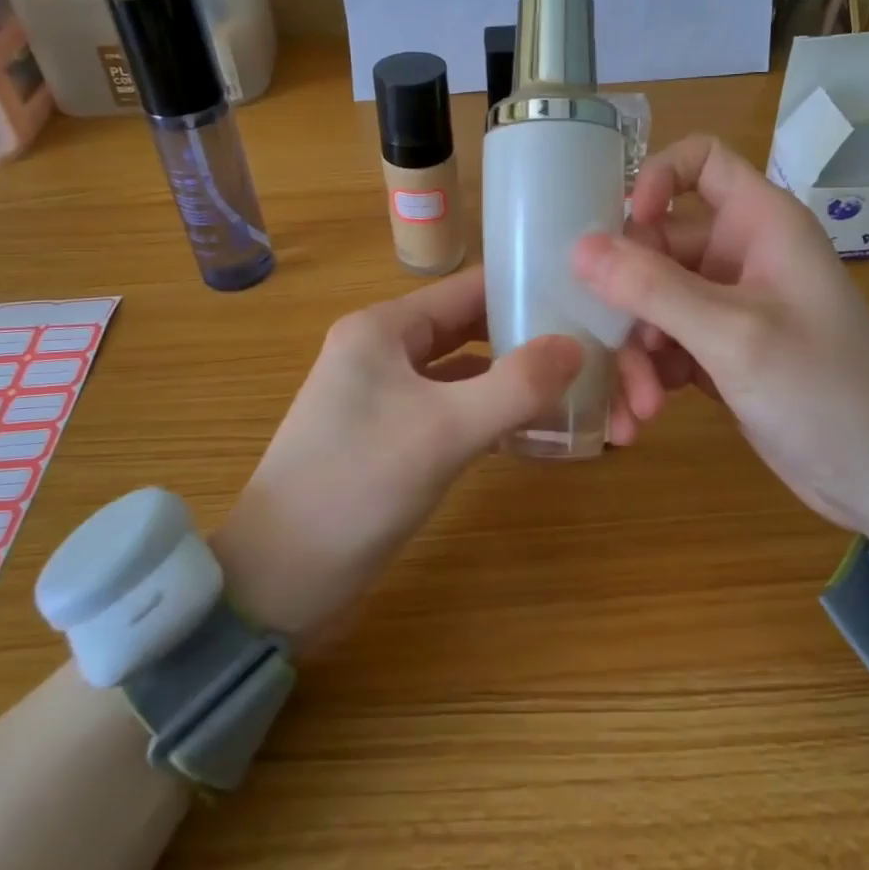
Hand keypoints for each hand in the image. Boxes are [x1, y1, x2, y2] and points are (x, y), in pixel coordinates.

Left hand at [212, 267, 580, 646]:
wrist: (277, 580)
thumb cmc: (356, 486)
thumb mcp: (444, 431)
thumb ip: (516, 386)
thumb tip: (577, 346)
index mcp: (383, 327)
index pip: (468, 289)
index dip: (525, 290)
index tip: (584, 301)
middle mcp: (383, 349)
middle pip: (469, 328)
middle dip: (525, 340)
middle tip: (590, 352)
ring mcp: (385, 394)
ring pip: (463, 373)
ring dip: (511, 382)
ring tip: (574, 390)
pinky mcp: (391, 435)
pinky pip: (452, 409)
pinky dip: (489, 415)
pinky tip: (531, 433)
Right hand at [574, 135, 868, 547]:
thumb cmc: (824, 391)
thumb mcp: (733, 335)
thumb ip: (653, 287)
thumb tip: (579, 247)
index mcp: (760, 223)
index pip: (701, 160)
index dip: (656, 177)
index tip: (627, 224)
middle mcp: (740, 253)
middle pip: (656, 243)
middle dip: (627, 299)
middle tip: (610, 347)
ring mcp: (726, 304)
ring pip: (650, 302)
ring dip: (632, 352)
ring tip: (636, 408)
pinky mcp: (716, 350)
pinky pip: (661, 344)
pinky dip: (646, 375)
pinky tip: (638, 418)